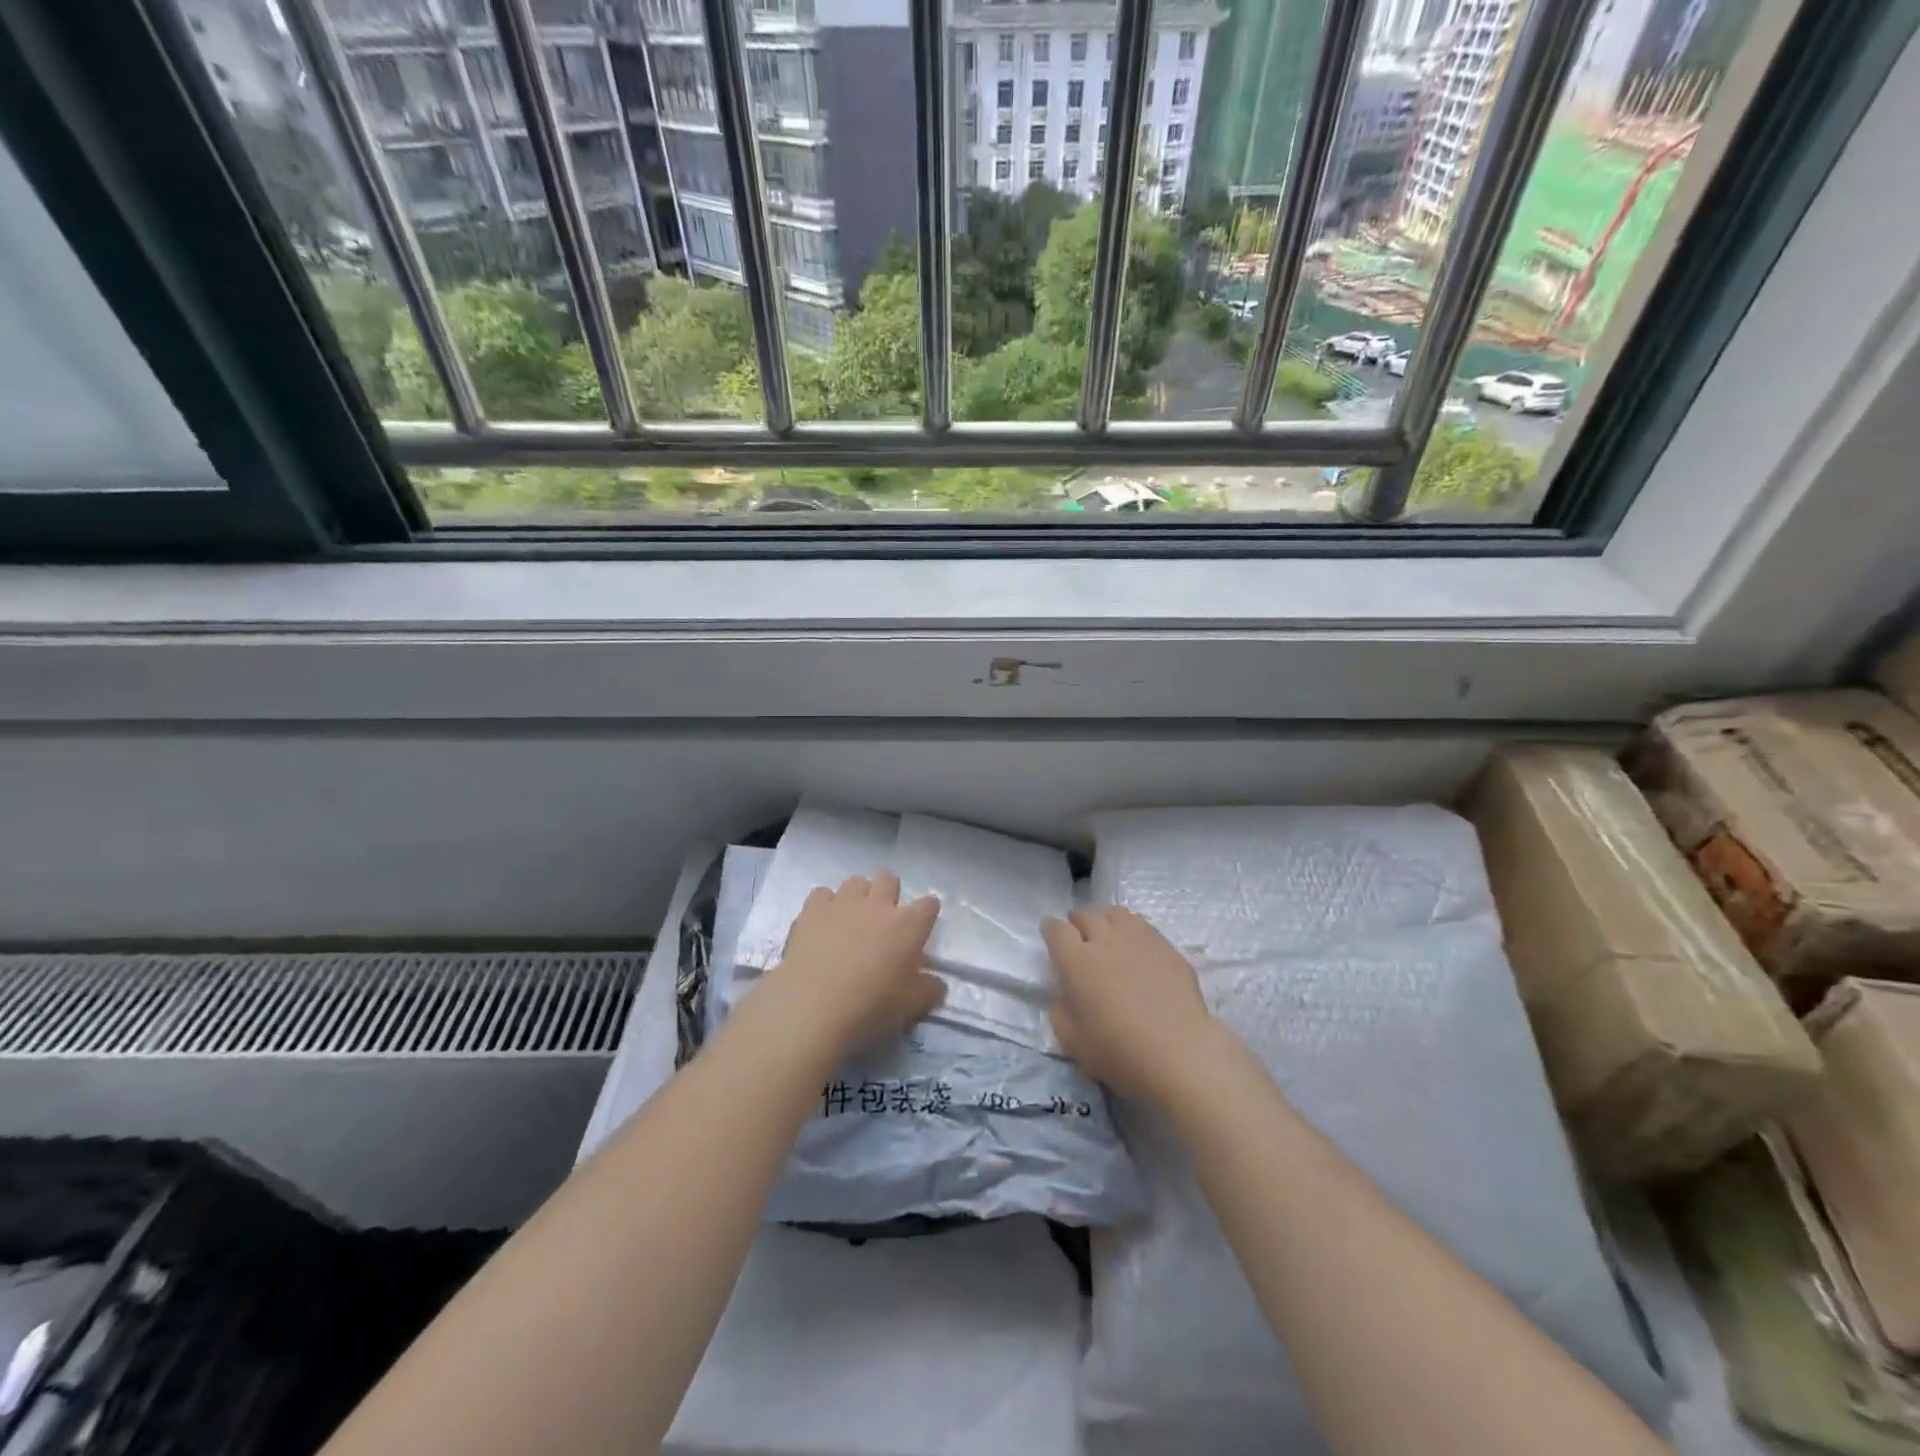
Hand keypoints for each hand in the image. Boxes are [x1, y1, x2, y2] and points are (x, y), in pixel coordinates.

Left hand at [751, 873, 944, 1059]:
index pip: (929, 905)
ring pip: (855, 882)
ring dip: (858, 895)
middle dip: (890, 892)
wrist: (813, 1006)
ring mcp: (843, 903)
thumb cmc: (870, 1006)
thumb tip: (937, 983)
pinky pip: (822, 894)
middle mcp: (878, 905)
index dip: (928, 912)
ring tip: (853, 917)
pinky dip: (825, 904)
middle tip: (885, 916)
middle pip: (889, 880)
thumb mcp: (912, 1006)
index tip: (923, 924)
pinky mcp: (812, 910)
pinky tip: (823, 922)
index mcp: (908, 925)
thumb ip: (930, 989)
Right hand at [1043, 907, 1219, 1104]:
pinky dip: (1132, 932)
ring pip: (1115, 914)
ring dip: (1105, 922)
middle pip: (1086, 916)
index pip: (1056, 929)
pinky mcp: (1167, 947)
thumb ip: (1060, 1010)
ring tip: (1109, 939)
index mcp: (1077, 960)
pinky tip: (1137, 951)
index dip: (1051, 931)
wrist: (1181, 1054)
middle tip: (1080, 943)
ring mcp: (1139, 939)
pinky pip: (1142, 927)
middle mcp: (1105, 939)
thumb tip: (1066, 993)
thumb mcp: (1072, 1041)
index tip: (1052, 938)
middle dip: (1078, 925)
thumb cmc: (1120, 1052)